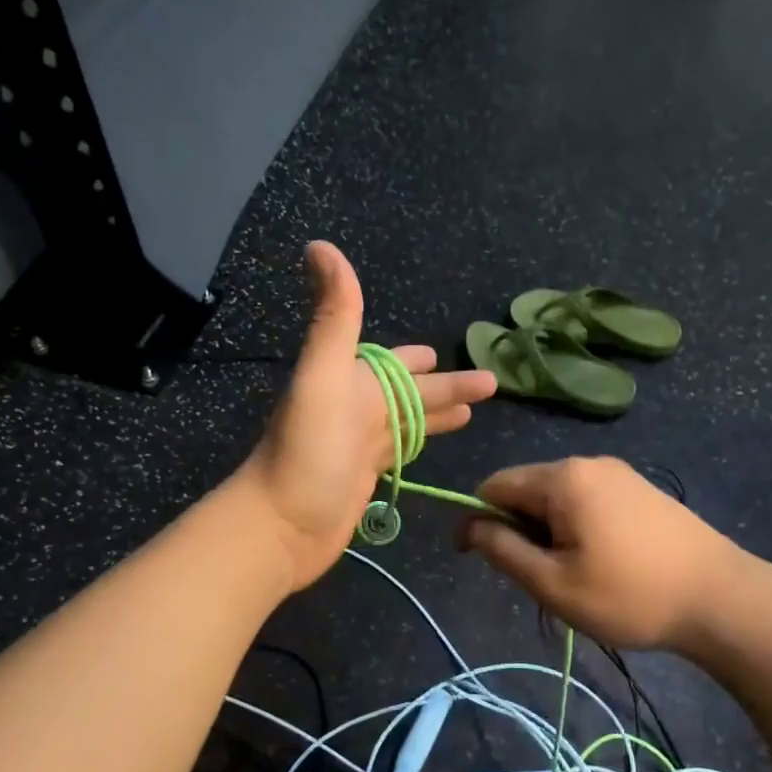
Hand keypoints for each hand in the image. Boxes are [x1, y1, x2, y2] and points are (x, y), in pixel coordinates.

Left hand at [240, 242, 495, 588]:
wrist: (282, 526)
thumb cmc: (308, 452)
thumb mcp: (323, 376)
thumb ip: (335, 316)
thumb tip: (320, 244)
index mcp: (350, 381)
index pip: (392, 363)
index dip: (417, 359)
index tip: (444, 352)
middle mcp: (355, 408)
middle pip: (410, 392)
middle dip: (444, 385)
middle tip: (488, 382)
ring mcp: (359, 446)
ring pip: (408, 421)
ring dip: (438, 412)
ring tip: (475, 410)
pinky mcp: (364, 479)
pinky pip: (399, 451)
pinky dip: (420, 443)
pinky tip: (433, 445)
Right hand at [461, 457, 770, 651]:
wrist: (722, 598)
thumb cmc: (630, 595)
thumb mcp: (554, 583)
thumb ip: (503, 551)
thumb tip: (470, 527)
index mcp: (562, 478)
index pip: (494, 485)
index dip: (477, 520)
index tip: (478, 560)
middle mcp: (588, 463)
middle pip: (527, 488)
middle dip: (518, 529)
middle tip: (538, 579)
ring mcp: (620, 473)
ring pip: (558, 497)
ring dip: (548, 531)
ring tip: (572, 576)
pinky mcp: (641, 489)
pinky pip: (588, 500)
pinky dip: (576, 527)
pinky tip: (601, 562)